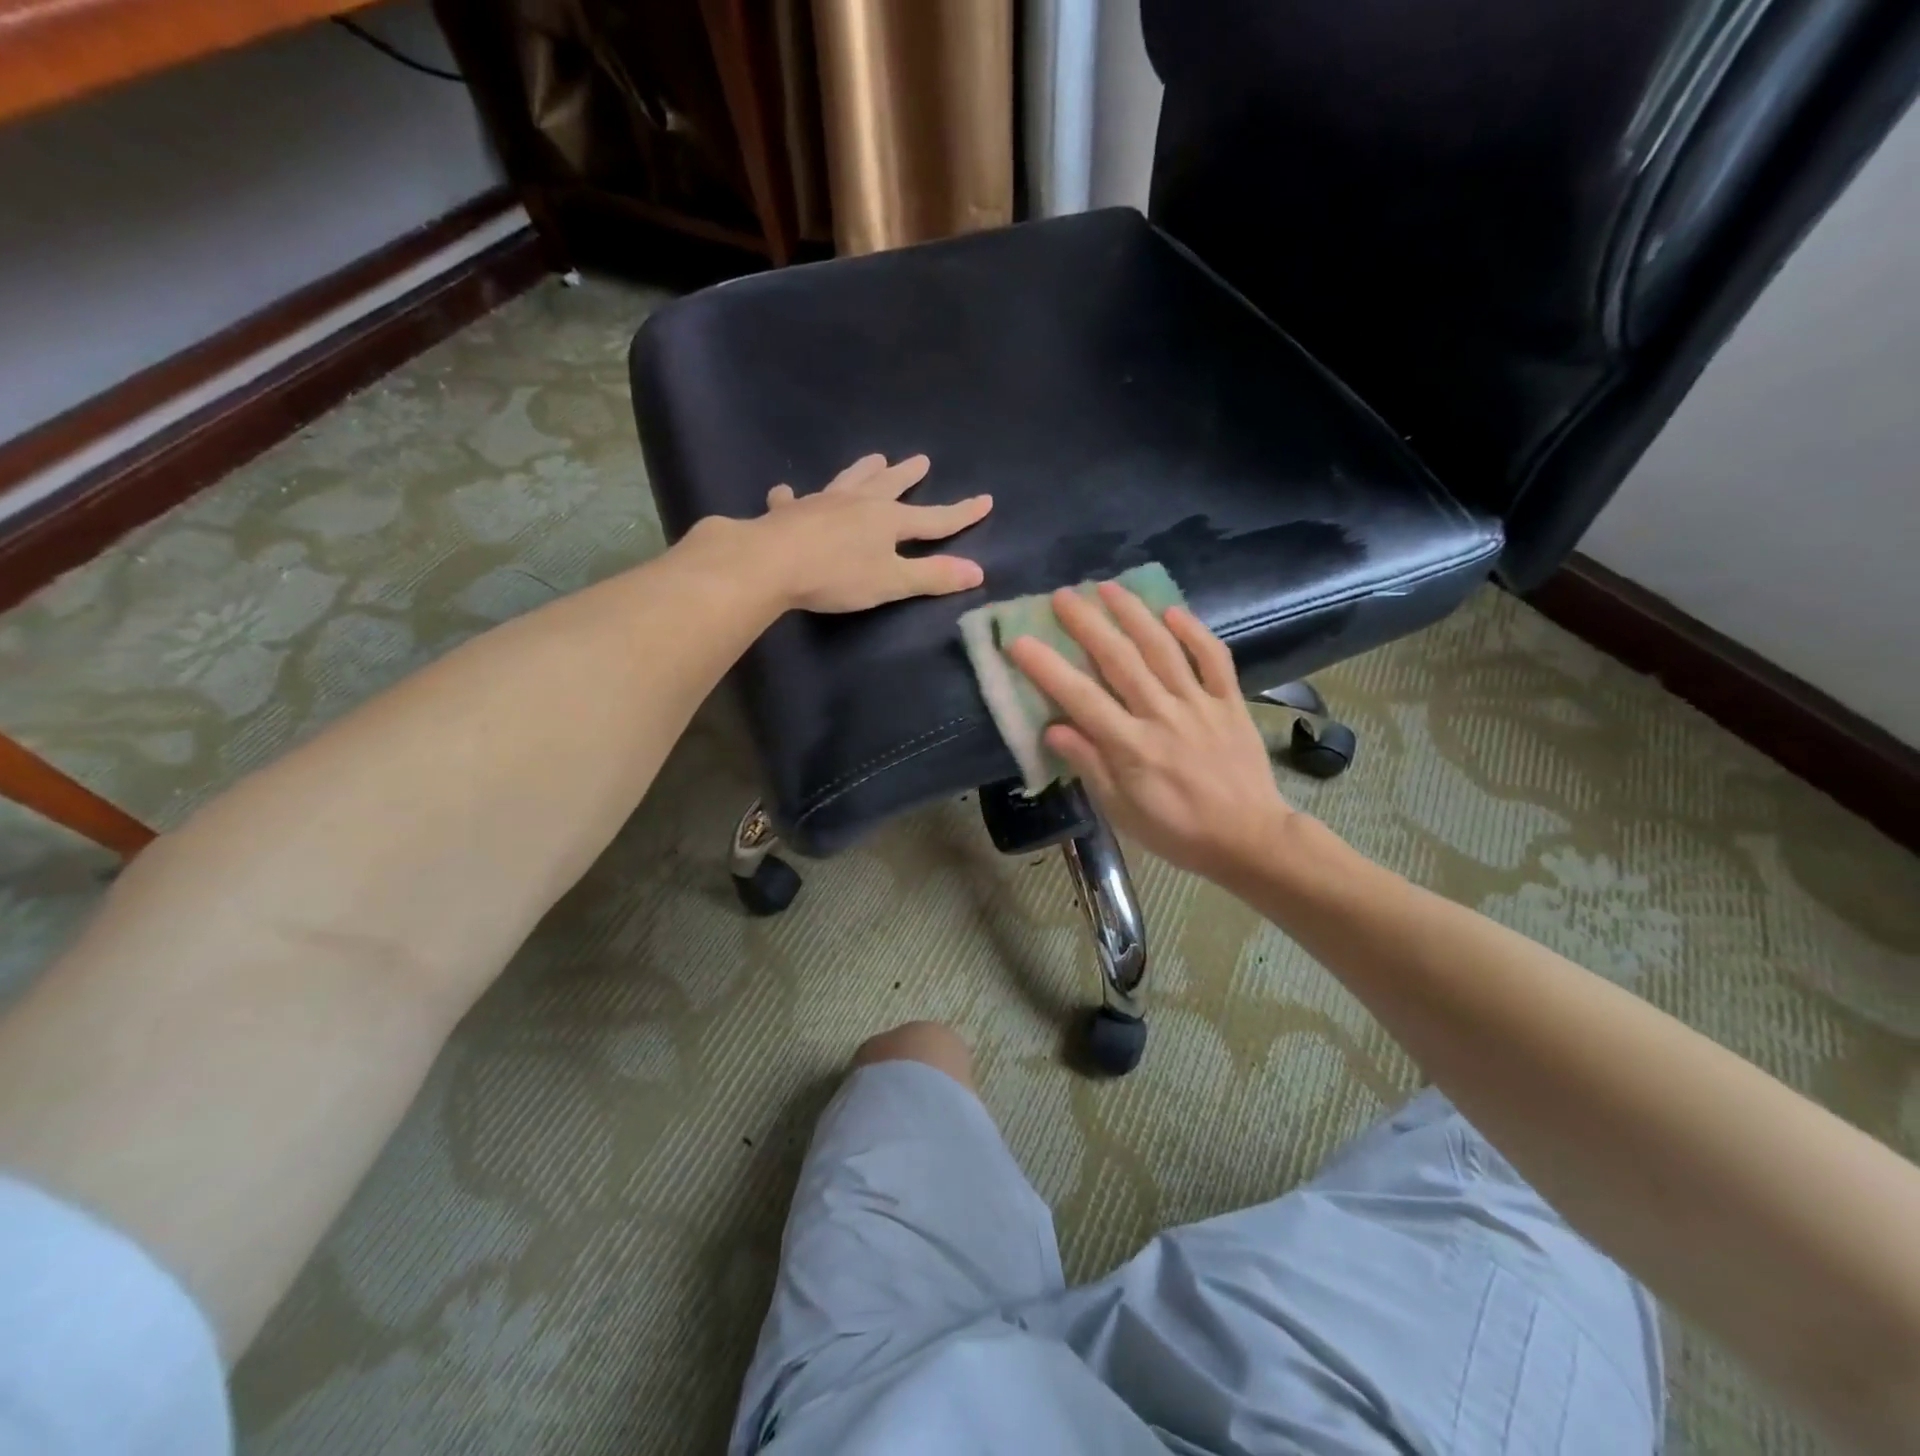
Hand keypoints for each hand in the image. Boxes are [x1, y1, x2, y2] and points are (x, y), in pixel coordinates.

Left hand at [740, 453, 992, 612]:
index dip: (961, 513)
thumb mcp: (891, 582)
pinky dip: (793, 497)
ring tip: (873, 459)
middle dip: (908, 476)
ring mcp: (821, 503)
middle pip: (889, 486)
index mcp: (888, 520)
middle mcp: (858, 503)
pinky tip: (786, 492)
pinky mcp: (788, 513)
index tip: (985, 500)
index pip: (934, 518)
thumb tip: (978, 571)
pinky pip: (793, 500)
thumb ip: (933, 576)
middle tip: (921, 460)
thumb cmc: (837, 575)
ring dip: (863, 471)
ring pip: (848, 481)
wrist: (770, 563)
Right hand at [1005, 583, 1294, 884]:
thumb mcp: (1121, 810)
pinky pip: (1214, 658)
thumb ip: (1090, 765)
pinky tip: (1173, 611)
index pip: (1081, 698)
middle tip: (1062, 596)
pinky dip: (1194, 631)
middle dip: (1087, 624)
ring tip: (1108, 587)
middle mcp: (1162, 715)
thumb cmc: (1176, 831)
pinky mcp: (1231, 702)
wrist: (1249, 839)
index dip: (1047, 667)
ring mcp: (1200, 704)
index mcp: (1131, 747)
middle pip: (1119, 660)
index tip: (1020, 641)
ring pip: (1163, 648)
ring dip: (1133, 614)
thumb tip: (1053, 729)